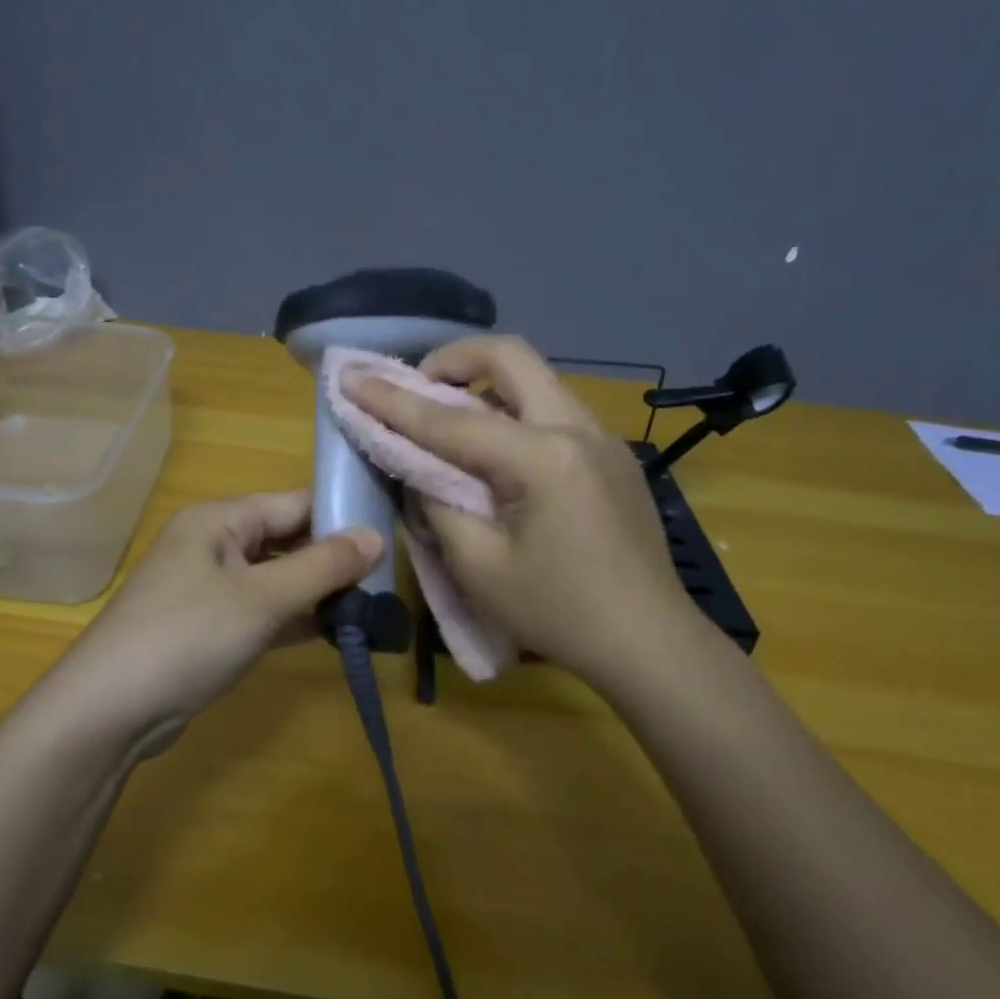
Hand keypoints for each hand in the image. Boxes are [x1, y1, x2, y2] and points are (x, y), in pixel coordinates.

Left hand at [50, 490, 381, 757]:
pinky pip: (262, 611)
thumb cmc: (187, 636)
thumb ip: (321, 566)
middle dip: (333, 559)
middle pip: (286, 540)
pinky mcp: (208, 627)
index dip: (341, 516)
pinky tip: (333, 632)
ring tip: (372, 606)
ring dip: (317, 592)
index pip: (294, 503)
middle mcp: (213, 545)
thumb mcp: (262, 598)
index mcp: (219, 520)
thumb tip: (376, 537)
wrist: (109, 710)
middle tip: (387, 579)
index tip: (391, 534)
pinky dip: (294, 620)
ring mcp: (208, 588)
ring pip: (276, 578)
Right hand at [343, 335, 702, 691]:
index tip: (350, 378)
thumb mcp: (478, 567)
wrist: (648, 641)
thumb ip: (438, 506)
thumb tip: (421, 470)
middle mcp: (578, 428)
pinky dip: (515, 412)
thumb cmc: (558, 613)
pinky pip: (555, 410)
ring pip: (537, 379)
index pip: (450, 420)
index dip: (393, 400)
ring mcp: (604, 438)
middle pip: (511, 357)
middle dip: (453, 360)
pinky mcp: (614, 456)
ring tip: (452, 420)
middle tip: (418, 387)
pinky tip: (499, 454)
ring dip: (486, 384)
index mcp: (542, 457)